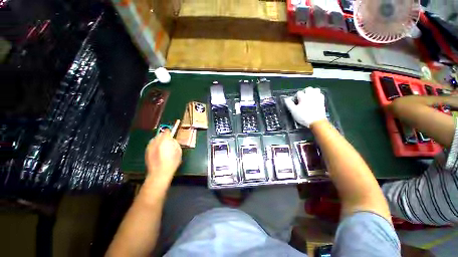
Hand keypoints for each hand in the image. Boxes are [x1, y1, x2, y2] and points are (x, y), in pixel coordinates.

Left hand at [145, 130, 181, 183]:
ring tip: (163, 145)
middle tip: (168, 140)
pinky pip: (151, 145)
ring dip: (158, 140)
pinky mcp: (146, 151)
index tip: (171, 133)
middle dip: (163, 136)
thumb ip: (175, 143)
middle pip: (159, 135)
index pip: (166, 132)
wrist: (160, 172)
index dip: (169, 132)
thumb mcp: (178, 151)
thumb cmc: (172, 161)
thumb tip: (172, 140)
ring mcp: (150, 146)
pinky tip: (158, 150)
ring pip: (154, 139)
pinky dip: (155, 145)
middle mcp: (156, 141)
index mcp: (165, 140)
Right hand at [284, 87, 326, 127]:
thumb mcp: (293, 111)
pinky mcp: (322, 101)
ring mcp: (318, 97)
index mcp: (304, 96)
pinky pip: (320, 94)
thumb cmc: (304, 116)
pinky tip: (314, 99)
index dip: (294, 98)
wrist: (316, 122)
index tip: (293, 103)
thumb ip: (289, 104)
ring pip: (315, 90)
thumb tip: (286, 99)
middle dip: (303, 92)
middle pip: (307, 89)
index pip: (298, 93)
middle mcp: (311, 95)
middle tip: (300, 99)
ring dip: (311, 92)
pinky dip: (316, 95)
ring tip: (307, 97)